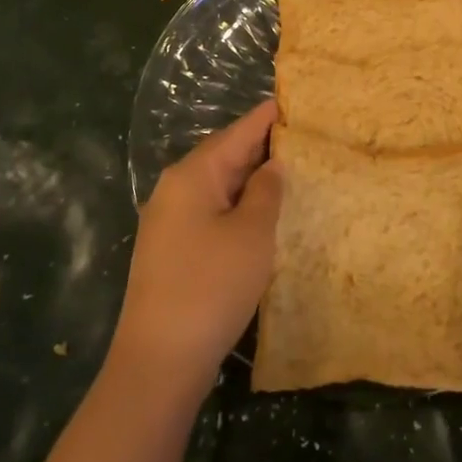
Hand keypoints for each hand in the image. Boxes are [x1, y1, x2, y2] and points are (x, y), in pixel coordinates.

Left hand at [110, 99, 281, 403]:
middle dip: (261, 147)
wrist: (160, 360)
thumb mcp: (252, 233)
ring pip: (218, 187)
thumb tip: (271, 165)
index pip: (236, 133)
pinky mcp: (171, 250)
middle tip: (301, 137)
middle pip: (224, 157)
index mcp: (192, 175)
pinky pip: (211, 212)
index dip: (266, 118)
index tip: (293, 101)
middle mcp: (175, 189)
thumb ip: (266, 191)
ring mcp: (169, 221)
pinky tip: (261, 215)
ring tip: (290, 171)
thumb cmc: (211, 285)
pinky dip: (237, 207)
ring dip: (250, 180)